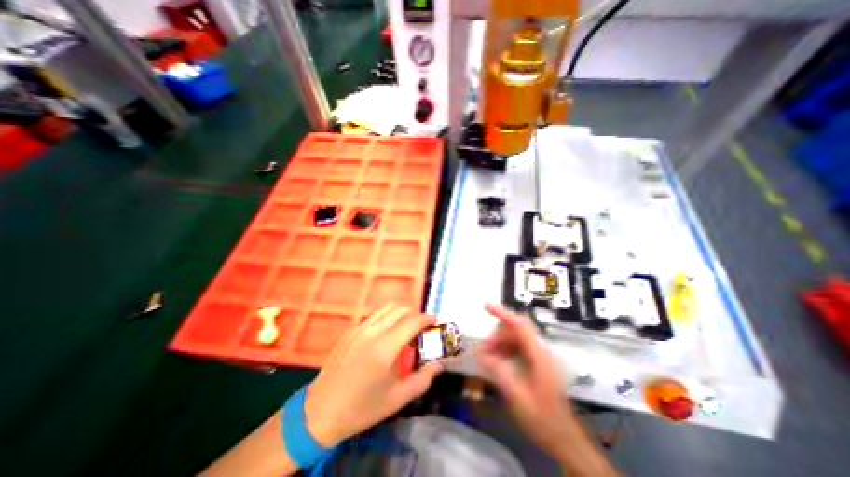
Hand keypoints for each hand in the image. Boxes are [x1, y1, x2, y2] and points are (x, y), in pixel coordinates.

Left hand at [305, 305, 442, 447]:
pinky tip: (387, 333)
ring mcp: (359, 329)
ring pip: (386, 308)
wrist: (320, 412)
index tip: (435, 320)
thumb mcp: (397, 399)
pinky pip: (374, 316)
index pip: (411, 321)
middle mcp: (372, 332)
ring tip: (407, 326)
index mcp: (385, 348)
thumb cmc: (362, 408)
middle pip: (400, 309)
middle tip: (422, 326)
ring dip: (401, 312)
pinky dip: (387, 317)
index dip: (426, 318)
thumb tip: (439, 364)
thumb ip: (423, 379)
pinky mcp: (350, 331)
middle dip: (415, 313)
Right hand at [478, 305, 577, 458]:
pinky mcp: (538, 363)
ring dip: (501, 342)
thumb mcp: (517, 397)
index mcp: (540, 356)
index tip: (487, 307)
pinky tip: (498, 362)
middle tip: (485, 349)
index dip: (503, 313)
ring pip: (516, 337)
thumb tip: (481, 353)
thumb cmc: (543, 420)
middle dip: (499, 334)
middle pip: (517, 329)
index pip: (520, 326)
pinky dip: (505, 350)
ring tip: (488, 357)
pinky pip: (518, 347)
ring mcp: (540, 356)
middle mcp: (541, 351)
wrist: (564, 439)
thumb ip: (499, 371)